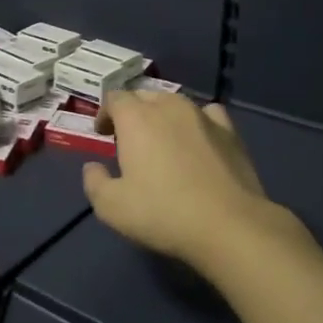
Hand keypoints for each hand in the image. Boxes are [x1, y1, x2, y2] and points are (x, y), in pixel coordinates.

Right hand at [84, 91, 311, 275]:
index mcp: (136, 118)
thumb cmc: (164, 213)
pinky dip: (197, 122)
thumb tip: (92, 167)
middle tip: (129, 141)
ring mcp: (202, 116)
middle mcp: (168, 106)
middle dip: (132, 113)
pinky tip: (199, 140)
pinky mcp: (230, 132)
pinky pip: (208, 114)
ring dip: (163, 116)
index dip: (105, 114)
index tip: (103, 135)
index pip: (114, 98)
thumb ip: (94, 182)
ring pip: (175, 103)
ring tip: (163, 142)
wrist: (230, 226)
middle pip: (144, 96)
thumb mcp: (112, 207)